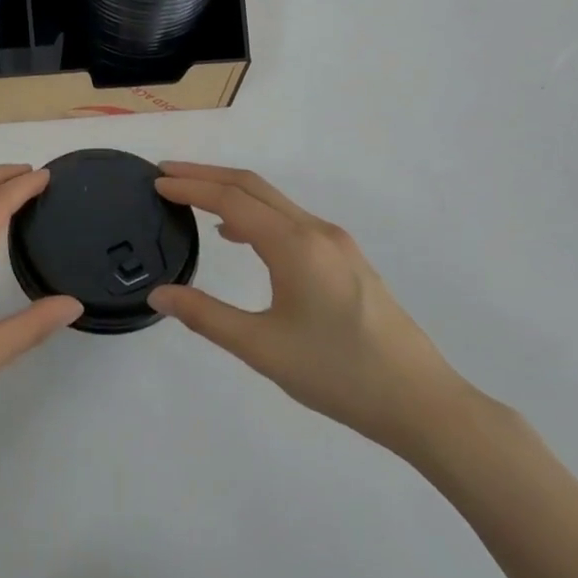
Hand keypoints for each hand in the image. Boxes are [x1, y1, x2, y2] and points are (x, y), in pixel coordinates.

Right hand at [151, 163, 466, 455]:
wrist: (422, 402)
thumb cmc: (337, 373)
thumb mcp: (262, 348)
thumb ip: (205, 316)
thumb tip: (159, 294)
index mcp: (295, 245)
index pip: (231, 199)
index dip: (190, 187)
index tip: (156, 182)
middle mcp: (316, 231)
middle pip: (253, 186)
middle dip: (207, 176)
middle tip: (166, 174)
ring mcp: (336, 244)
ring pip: (274, 201)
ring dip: (232, 192)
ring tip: (193, 199)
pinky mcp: (346, 260)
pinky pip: (290, 220)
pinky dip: (256, 214)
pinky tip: (240, 236)